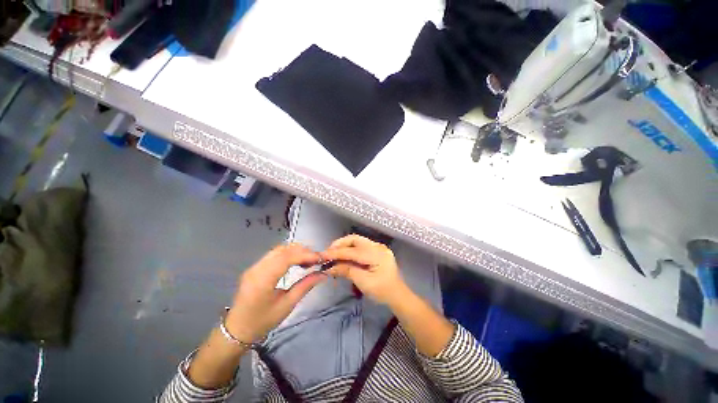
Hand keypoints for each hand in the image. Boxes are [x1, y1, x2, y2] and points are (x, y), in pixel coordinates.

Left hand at [225, 243, 325, 342]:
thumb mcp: (287, 305)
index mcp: (263, 279)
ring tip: (308, 260)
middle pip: (283, 249)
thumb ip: (305, 286)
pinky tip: (296, 262)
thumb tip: (323, 274)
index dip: (306, 255)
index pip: (287, 257)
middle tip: (316, 259)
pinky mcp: (255, 268)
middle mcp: (257, 268)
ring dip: (296, 251)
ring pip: (279, 250)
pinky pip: (274, 255)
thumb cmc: (262, 321)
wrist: (236, 331)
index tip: (321, 259)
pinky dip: (288, 255)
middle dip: (303, 251)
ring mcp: (254, 266)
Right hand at [320, 234, 407, 305]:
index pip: (352, 251)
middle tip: (328, 253)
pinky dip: (351, 249)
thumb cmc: (382, 291)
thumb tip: (330, 267)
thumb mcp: (363, 282)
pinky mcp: (377, 250)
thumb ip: (347, 271)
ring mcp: (378, 247)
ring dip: (345, 246)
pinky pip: (361, 246)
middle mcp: (377, 246)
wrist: (397, 295)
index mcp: (376, 254)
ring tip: (334, 254)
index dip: (336, 253)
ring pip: (357, 241)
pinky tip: (345, 256)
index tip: (322, 255)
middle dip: (340, 244)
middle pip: (355, 239)